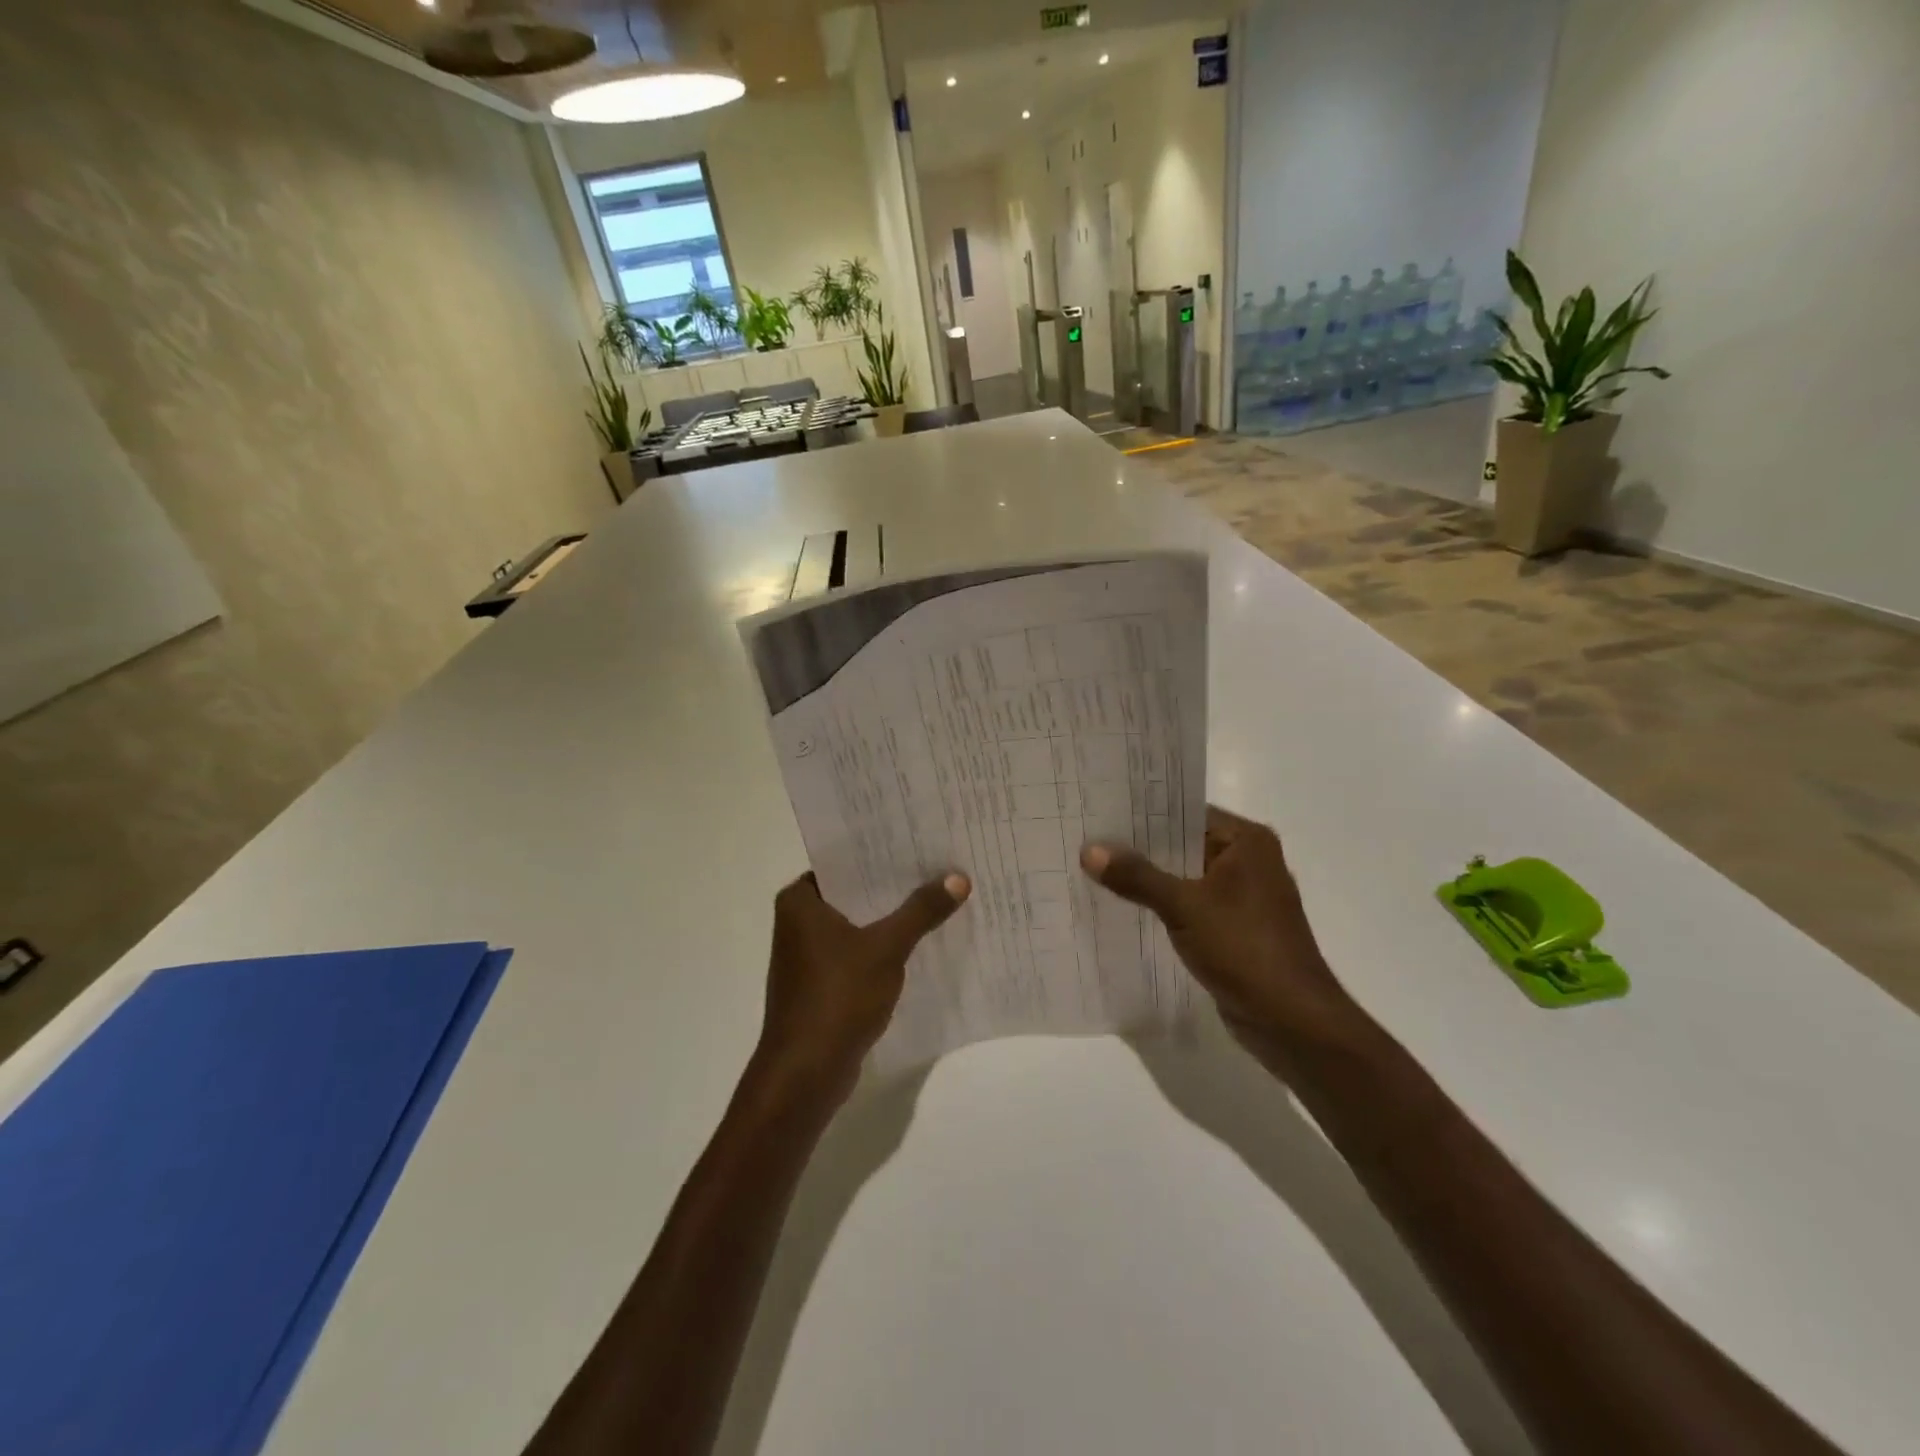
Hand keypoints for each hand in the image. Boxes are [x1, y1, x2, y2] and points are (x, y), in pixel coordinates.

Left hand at [755, 870, 970, 1102]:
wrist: (805, 1074)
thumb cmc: (837, 997)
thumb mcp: (886, 948)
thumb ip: (921, 911)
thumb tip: (958, 877)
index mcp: (799, 901)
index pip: (844, 860)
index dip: (881, 851)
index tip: (919, 839)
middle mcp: (797, 921)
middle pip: (854, 891)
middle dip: (894, 884)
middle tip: (938, 864)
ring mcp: (807, 955)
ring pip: (857, 923)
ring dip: (890, 917)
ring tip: (936, 897)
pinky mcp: (821, 984)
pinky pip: (857, 952)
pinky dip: (882, 947)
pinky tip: (919, 942)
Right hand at [1080, 806, 1358, 1065]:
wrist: (1292, 1021)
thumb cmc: (1244, 949)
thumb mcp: (1184, 906)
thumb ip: (1137, 876)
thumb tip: (1089, 850)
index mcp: (1246, 841)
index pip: (1185, 812)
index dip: (1142, 813)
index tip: (1100, 811)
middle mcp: (1248, 861)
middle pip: (1183, 843)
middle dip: (1139, 847)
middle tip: (1088, 838)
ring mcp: (1243, 896)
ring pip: (1185, 876)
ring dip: (1149, 878)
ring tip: (1095, 869)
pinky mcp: (1235, 928)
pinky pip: (1190, 905)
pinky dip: (1163, 905)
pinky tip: (1124, 906)